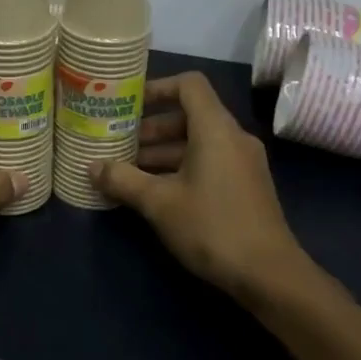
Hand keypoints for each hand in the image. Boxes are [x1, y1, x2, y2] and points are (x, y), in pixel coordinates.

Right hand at [92, 72, 330, 303]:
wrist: (269, 275)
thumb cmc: (212, 227)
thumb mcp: (159, 203)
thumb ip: (123, 179)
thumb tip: (91, 167)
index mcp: (215, 129)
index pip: (189, 85)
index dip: (157, 88)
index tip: (128, 105)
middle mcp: (233, 138)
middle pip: (189, 115)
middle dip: (151, 127)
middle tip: (118, 143)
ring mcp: (243, 163)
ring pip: (197, 142)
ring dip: (162, 152)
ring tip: (127, 171)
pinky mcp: (245, 186)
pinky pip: (208, 162)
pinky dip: (180, 167)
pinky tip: (154, 192)